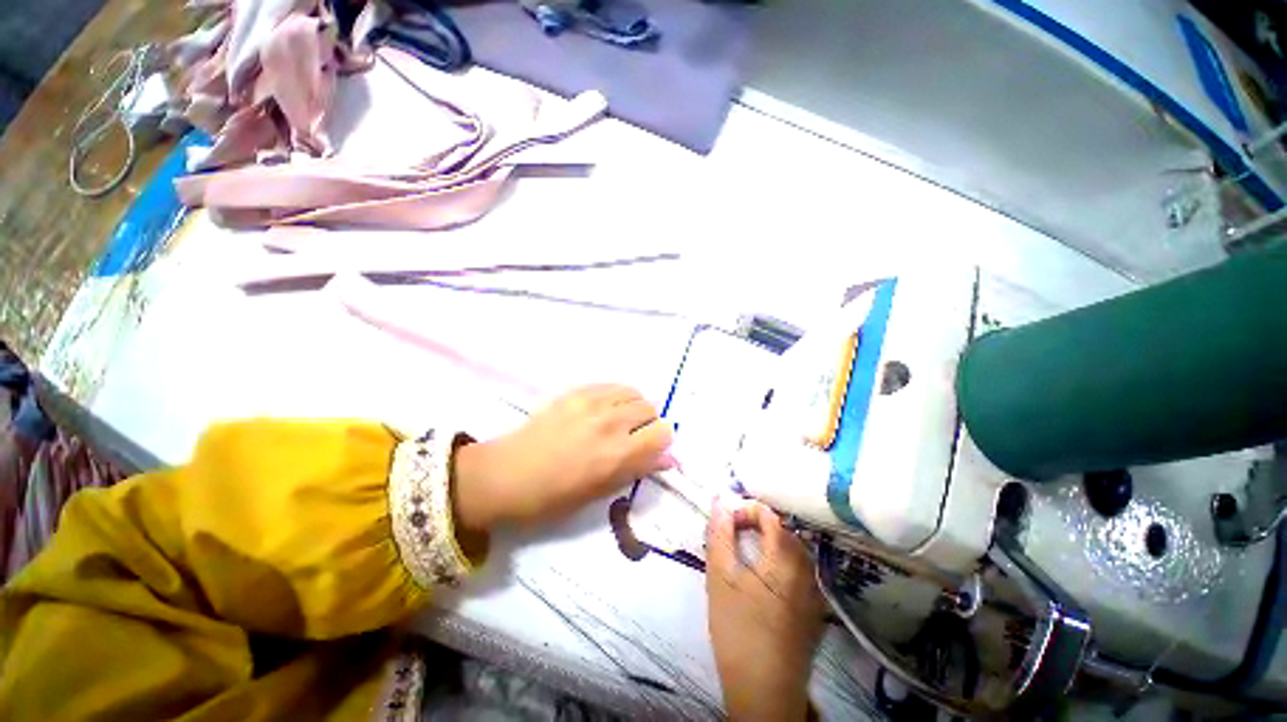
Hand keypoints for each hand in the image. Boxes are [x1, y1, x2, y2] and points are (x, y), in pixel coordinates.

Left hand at [451, 385, 673, 531]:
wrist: (505, 474)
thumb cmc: (552, 497)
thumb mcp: (599, 493)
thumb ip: (637, 469)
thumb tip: (670, 459)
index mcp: (617, 454)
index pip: (663, 432)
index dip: (661, 440)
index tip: (650, 448)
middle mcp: (610, 423)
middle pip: (651, 409)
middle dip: (647, 424)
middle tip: (630, 437)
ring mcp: (592, 402)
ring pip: (634, 393)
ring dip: (633, 407)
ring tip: (617, 421)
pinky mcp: (577, 391)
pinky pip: (612, 385)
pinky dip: (617, 396)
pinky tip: (603, 409)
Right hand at [706, 500, 824, 720]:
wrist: (763, 691)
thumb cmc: (738, 628)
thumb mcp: (720, 577)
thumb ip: (720, 534)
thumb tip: (720, 500)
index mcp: (785, 557)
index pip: (769, 515)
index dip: (746, 510)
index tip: (726, 522)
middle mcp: (806, 568)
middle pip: (782, 530)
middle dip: (756, 525)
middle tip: (732, 536)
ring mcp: (813, 591)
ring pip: (792, 550)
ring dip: (768, 543)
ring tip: (744, 553)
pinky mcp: (813, 610)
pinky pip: (798, 571)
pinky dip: (779, 562)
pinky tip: (763, 578)